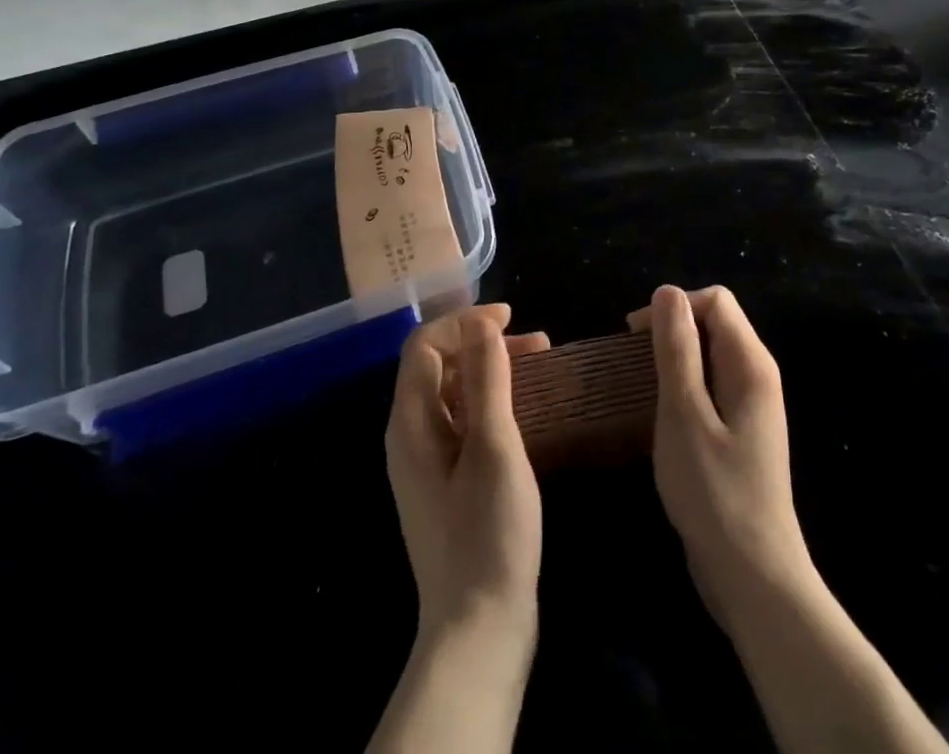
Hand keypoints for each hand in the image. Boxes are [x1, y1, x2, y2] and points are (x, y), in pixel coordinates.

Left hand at [385, 303, 547, 640]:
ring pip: (453, 393)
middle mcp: (410, 436)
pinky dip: (491, 402)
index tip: (511, 318)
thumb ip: (486, 379)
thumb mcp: (493, 446)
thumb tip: (482, 323)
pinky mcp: (446, 484)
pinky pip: (462, 422)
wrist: (480, 630)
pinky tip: (524, 409)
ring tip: (538, 366)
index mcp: (411, 422)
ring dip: (491, 370)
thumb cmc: (488, 533)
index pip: (425, 345)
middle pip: (438, 366)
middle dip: (483, 343)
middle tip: (536, 344)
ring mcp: (426, 463)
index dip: (465, 322)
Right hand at [629, 285, 813, 626]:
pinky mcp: (739, 432)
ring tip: (639, 384)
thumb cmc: (714, 493)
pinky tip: (659, 413)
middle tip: (632, 363)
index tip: (634, 337)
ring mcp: (750, 406)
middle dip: (671, 330)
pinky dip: (682, 386)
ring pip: (708, 355)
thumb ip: (677, 349)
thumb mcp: (684, 414)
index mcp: (750, 364)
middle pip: (714, 322)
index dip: (674, 307)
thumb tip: (666, 292)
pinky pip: (709, 386)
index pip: (715, 300)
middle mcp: (756, 376)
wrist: (753, 578)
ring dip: (673, 359)